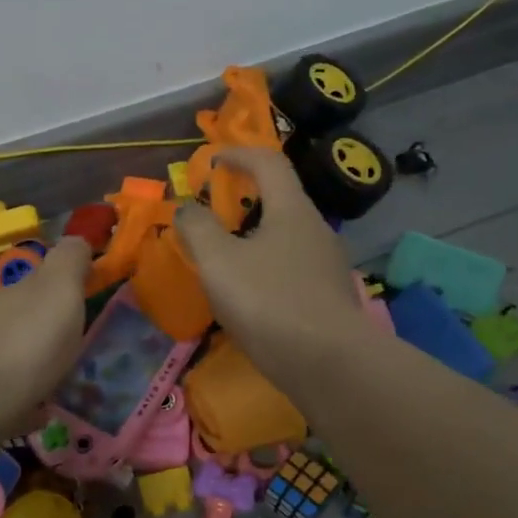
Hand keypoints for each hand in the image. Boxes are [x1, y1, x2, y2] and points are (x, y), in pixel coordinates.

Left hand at [0, 234, 93, 437]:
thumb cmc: (25, 341)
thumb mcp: (58, 289)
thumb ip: (70, 262)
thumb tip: (79, 238)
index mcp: (20, 295)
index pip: (43, 280)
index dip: (67, 284)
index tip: (91, 295)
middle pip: (27, 319)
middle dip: (50, 327)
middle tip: (84, 344)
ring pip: (17, 359)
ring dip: (39, 366)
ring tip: (70, 381)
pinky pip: (11, 401)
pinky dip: (26, 404)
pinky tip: (42, 413)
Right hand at [173, 148, 376, 384]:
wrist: (328, 364)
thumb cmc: (269, 301)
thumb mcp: (218, 261)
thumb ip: (197, 228)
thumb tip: (187, 209)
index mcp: (292, 210)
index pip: (269, 163)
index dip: (239, 153)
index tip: (213, 161)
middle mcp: (317, 231)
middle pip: (281, 201)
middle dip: (246, 201)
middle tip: (214, 217)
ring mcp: (328, 267)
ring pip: (287, 240)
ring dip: (256, 240)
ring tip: (226, 262)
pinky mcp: (330, 299)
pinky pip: (293, 271)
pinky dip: (268, 271)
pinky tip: (252, 298)